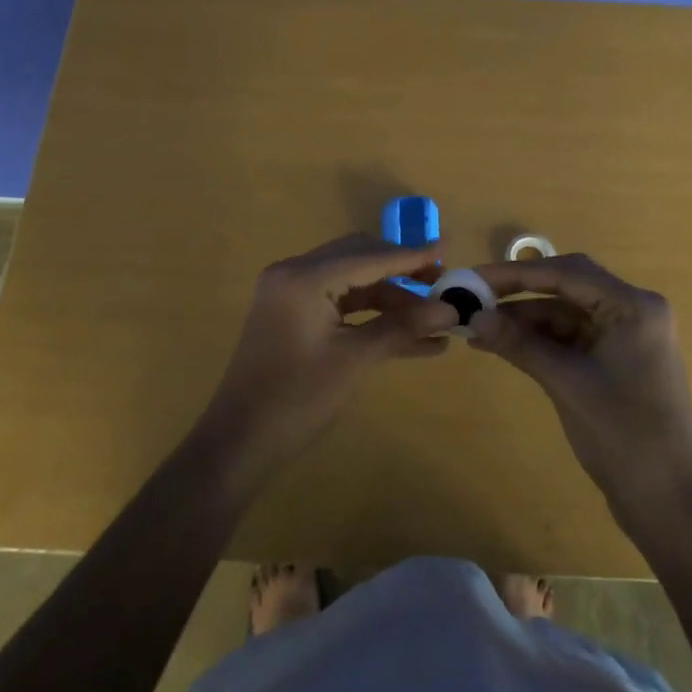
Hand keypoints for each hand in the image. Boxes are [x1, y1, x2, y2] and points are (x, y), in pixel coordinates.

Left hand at [200, 234, 458, 486]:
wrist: (240, 443)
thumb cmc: (297, 399)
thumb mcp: (355, 360)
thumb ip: (402, 327)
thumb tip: (451, 311)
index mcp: (304, 277)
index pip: (369, 256)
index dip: (412, 255)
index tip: (450, 248)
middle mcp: (294, 273)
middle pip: (359, 258)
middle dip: (402, 271)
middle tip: (441, 284)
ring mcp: (290, 294)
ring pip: (352, 281)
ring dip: (390, 296)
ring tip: (433, 318)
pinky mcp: (292, 315)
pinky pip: (339, 302)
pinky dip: (370, 314)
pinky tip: (409, 336)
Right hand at [468, 254, 691, 520]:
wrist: (667, 502)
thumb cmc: (624, 436)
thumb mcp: (566, 384)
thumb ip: (520, 344)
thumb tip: (473, 316)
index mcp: (634, 307)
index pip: (567, 273)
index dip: (515, 273)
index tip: (473, 277)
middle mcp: (632, 311)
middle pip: (566, 286)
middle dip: (518, 291)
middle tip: (472, 296)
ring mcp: (623, 336)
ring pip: (563, 312)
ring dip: (523, 319)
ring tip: (477, 326)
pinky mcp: (613, 359)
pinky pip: (568, 337)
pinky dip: (537, 340)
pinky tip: (500, 344)